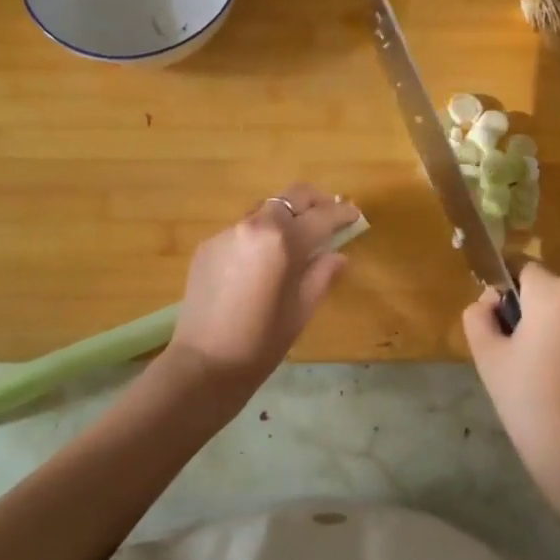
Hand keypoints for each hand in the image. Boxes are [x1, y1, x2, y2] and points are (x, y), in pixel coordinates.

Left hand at [166, 185, 360, 390]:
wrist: (204, 363)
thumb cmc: (261, 342)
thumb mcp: (302, 309)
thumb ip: (323, 274)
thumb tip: (337, 255)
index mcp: (283, 240)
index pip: (322, 215)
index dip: (343, 213)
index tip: (356, 215)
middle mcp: (254, 224)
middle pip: (292, 196)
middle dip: (316, 201)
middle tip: (330, 216)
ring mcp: (227, 232)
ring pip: (266, 210)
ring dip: (286, 217)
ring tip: (297, 239)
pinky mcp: (209, 245)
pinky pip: (243, 230)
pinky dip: (260, 236)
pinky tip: (263, 262)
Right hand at [464, 262, 559, 540]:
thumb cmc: (530, 402)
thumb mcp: (488, 356)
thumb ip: (478, 316)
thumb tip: (490, 303)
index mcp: (556, 293)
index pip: (520, 267)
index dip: (500, 288)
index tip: (492, 322)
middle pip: (542, 289)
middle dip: (522, 310)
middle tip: (507, 353)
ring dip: (544, 330)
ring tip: (531, 374)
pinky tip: (557, 386)